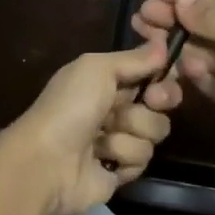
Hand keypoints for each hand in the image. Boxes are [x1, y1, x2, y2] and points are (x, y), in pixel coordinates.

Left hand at [0, 45, 184, 214]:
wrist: (47, 162)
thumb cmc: (70, 106)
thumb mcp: (98, 68)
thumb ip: (134, 58)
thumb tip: (165, 44)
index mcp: (107, 79)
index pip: (149, 72)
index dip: (163, 74)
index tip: (168, 74)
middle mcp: (115, 107)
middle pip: (160, 102)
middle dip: (158, 101)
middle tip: (151, 101)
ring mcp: (119, 139)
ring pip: (154, 131)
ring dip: (131, 131)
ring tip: (104, 137)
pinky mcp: (121, 170)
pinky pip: (143, 159)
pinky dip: (124, 156)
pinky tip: (103, 158)